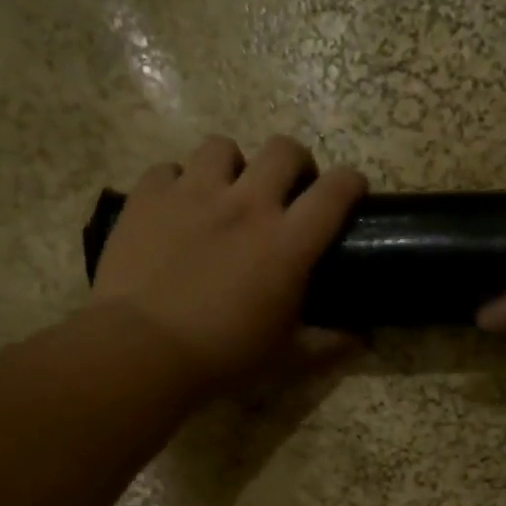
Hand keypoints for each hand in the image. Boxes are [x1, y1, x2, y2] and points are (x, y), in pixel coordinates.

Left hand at [91, 134, 366, 390]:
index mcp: (287, 242)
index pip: (335, 192)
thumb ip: (328, 344)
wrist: (143, 349)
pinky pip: (168, 170)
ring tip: (226, 193)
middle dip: (296, 163)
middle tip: (289, 191)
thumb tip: (362, 339)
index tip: (353, 190)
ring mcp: (193, 193)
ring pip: (222, 148)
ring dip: (233, 166)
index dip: (351, 182)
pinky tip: (176, 209)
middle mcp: (246, 203)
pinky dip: (178, 183)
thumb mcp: (286, 358)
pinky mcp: (148, 196)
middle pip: (283, 150)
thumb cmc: (224, 356)